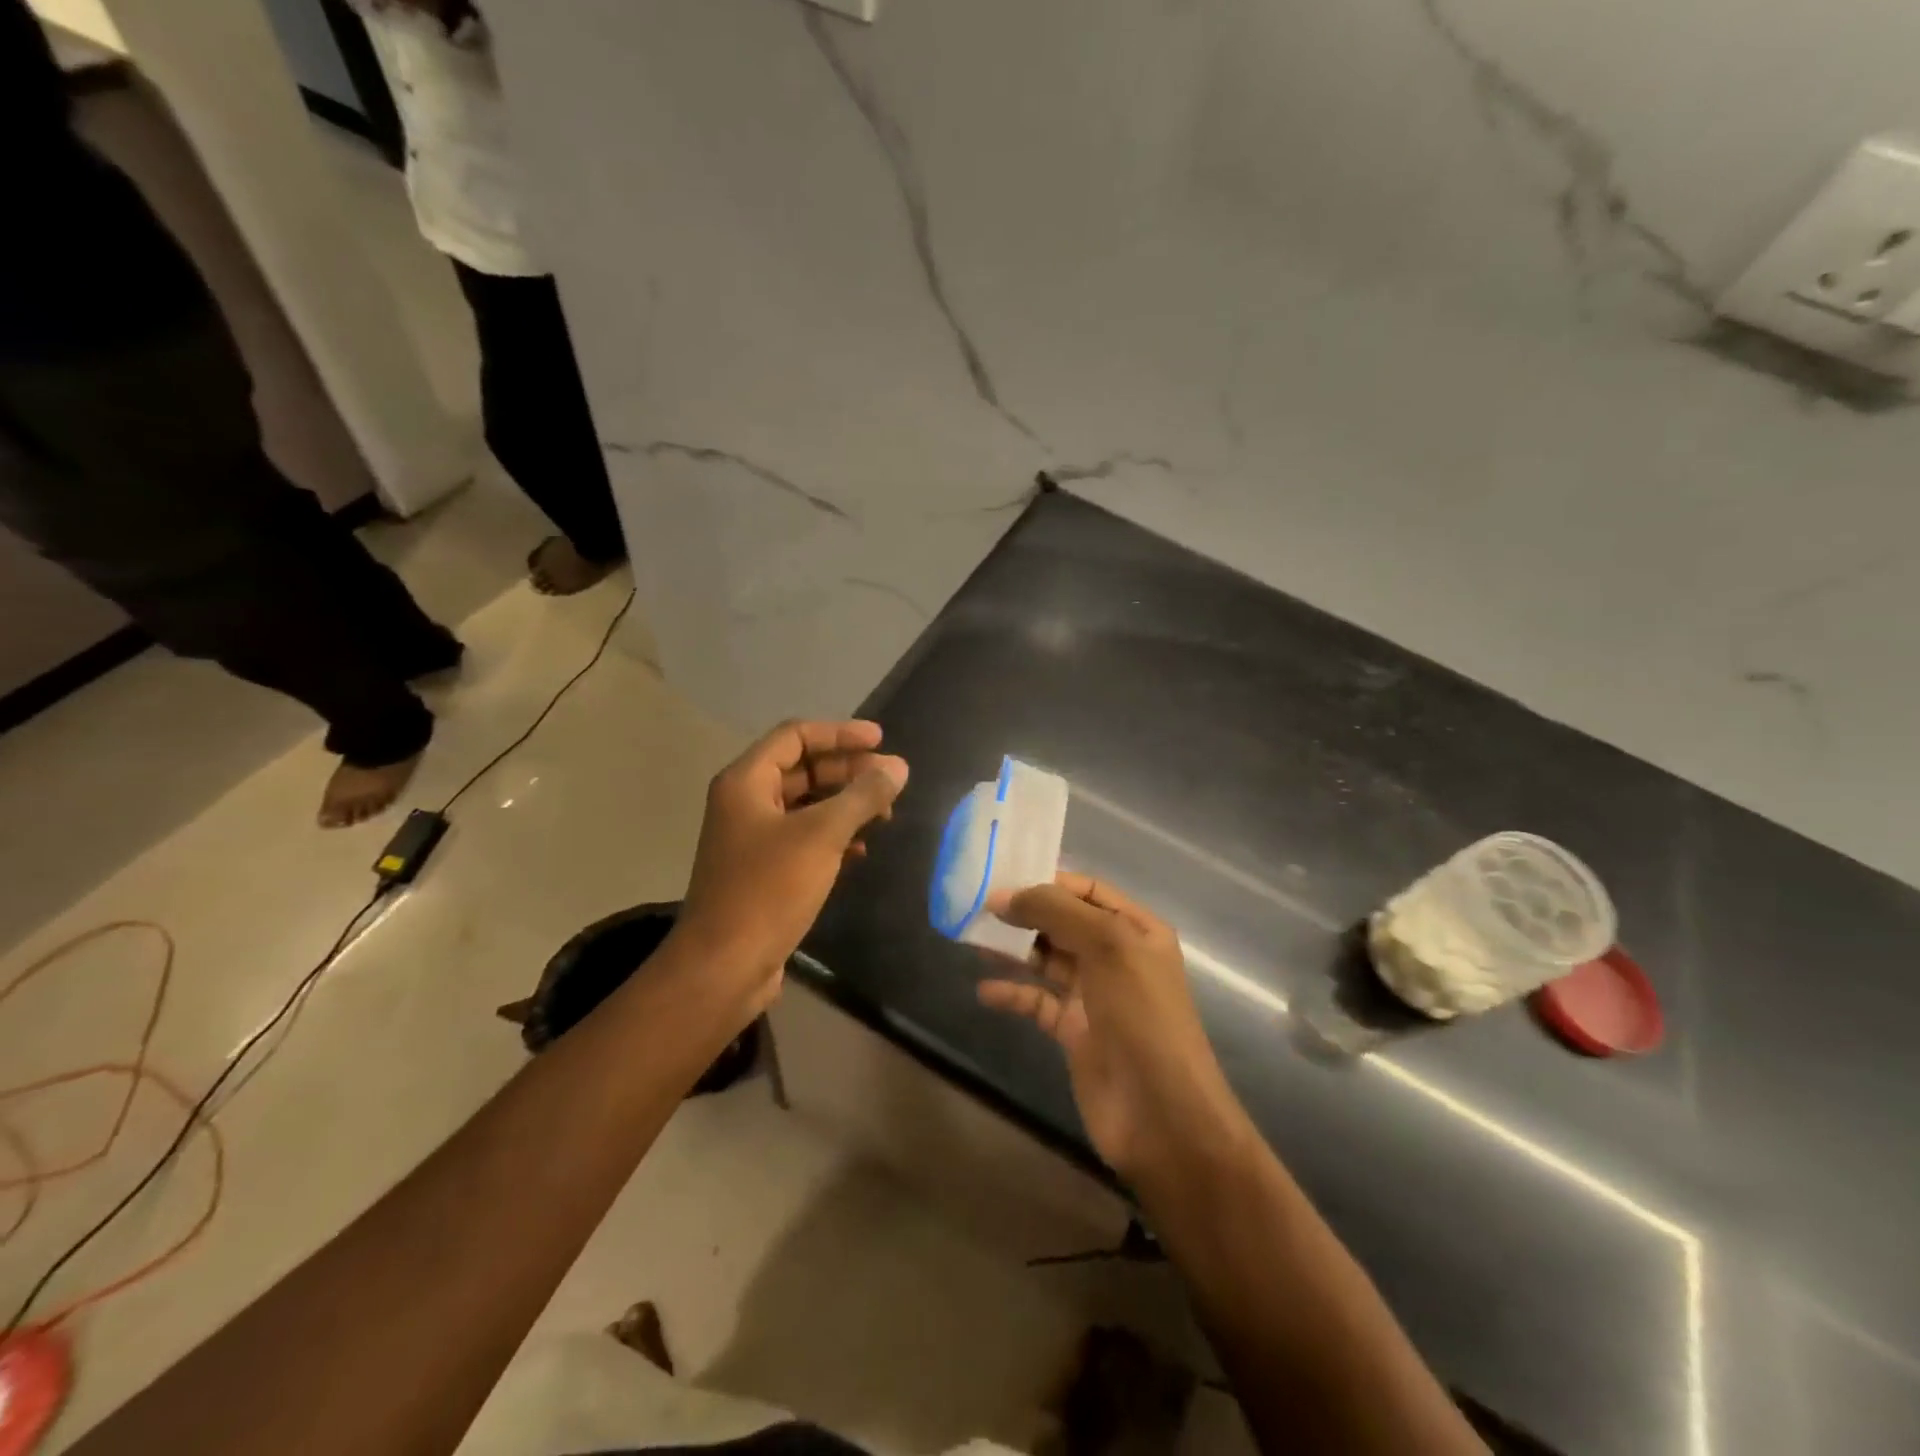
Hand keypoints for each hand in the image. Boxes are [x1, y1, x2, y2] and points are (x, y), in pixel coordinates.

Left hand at [675, 720, 907, 1005]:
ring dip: (845, 805)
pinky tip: (862, 851)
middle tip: (892, 781)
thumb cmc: (769, 889)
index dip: (840, 733)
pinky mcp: (764, 871)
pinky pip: (805, 838)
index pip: (796, 736)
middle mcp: (746, 802)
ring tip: (885, 815)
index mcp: (746, 782)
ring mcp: (753, 838)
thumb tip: (898, 767)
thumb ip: (862, 796)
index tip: (882, 741)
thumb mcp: (822, 835)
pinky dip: (834, 837)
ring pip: (807, 806)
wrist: (725, 966)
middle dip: (849, 771)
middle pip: (803, 769)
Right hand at [978, 873, 1248, 1181]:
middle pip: (1064, 922)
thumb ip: (1057, 912)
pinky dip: (1013, 993)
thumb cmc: (1142, 1016)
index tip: (1002, 878)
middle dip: (1025, 913)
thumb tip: (1005, 895)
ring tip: (973, 939)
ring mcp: (1095, 995)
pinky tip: (985, 991)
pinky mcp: (1074, 1031)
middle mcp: (1116, 956)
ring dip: (1014, 949)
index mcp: (1136, 929)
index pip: (1087, 890)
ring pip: (1047, 959)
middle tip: (978, 906)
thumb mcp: (1108, 947)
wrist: (1162, 1114)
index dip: (1047, 881)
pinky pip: (1038, 1002)